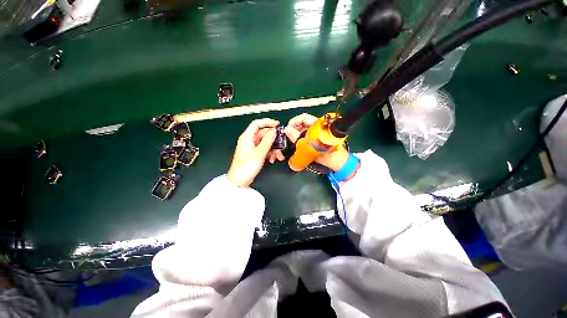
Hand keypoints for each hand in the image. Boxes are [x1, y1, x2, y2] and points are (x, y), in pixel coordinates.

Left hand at [227, 119, 279, 186]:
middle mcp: (249, 140)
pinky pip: (264, 149)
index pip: (257, 124)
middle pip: (264, 135)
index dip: (267, 122)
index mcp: (247, 137)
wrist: (239, 180)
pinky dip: (270, 153)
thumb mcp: (259, 153)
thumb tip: (274, 131)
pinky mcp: (254, 154)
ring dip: (273, 149)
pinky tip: (272, 159)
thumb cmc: (246, 167)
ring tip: (277, 156)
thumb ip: (268, 141)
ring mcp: (252, 147)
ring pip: (266, 143)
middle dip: (274, 140)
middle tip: (281, 145)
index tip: (277, 125)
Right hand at [284, 113, 349, 171]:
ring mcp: (317, 133)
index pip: (304, 117)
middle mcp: (317, 127)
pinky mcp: (316, 139)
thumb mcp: (311, 147)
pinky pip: (305, 135)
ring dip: (295, 134)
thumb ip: (298, 138)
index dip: (294, 122)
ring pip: (303, 129)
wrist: (339, 163)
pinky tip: (296, 144)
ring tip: (291, 141)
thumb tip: (287, 130)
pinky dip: (299, 138)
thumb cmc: (330, 155)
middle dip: (293, 128)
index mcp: (319, 126)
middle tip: (288, 137)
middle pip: (302, 122)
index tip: (288, 130)